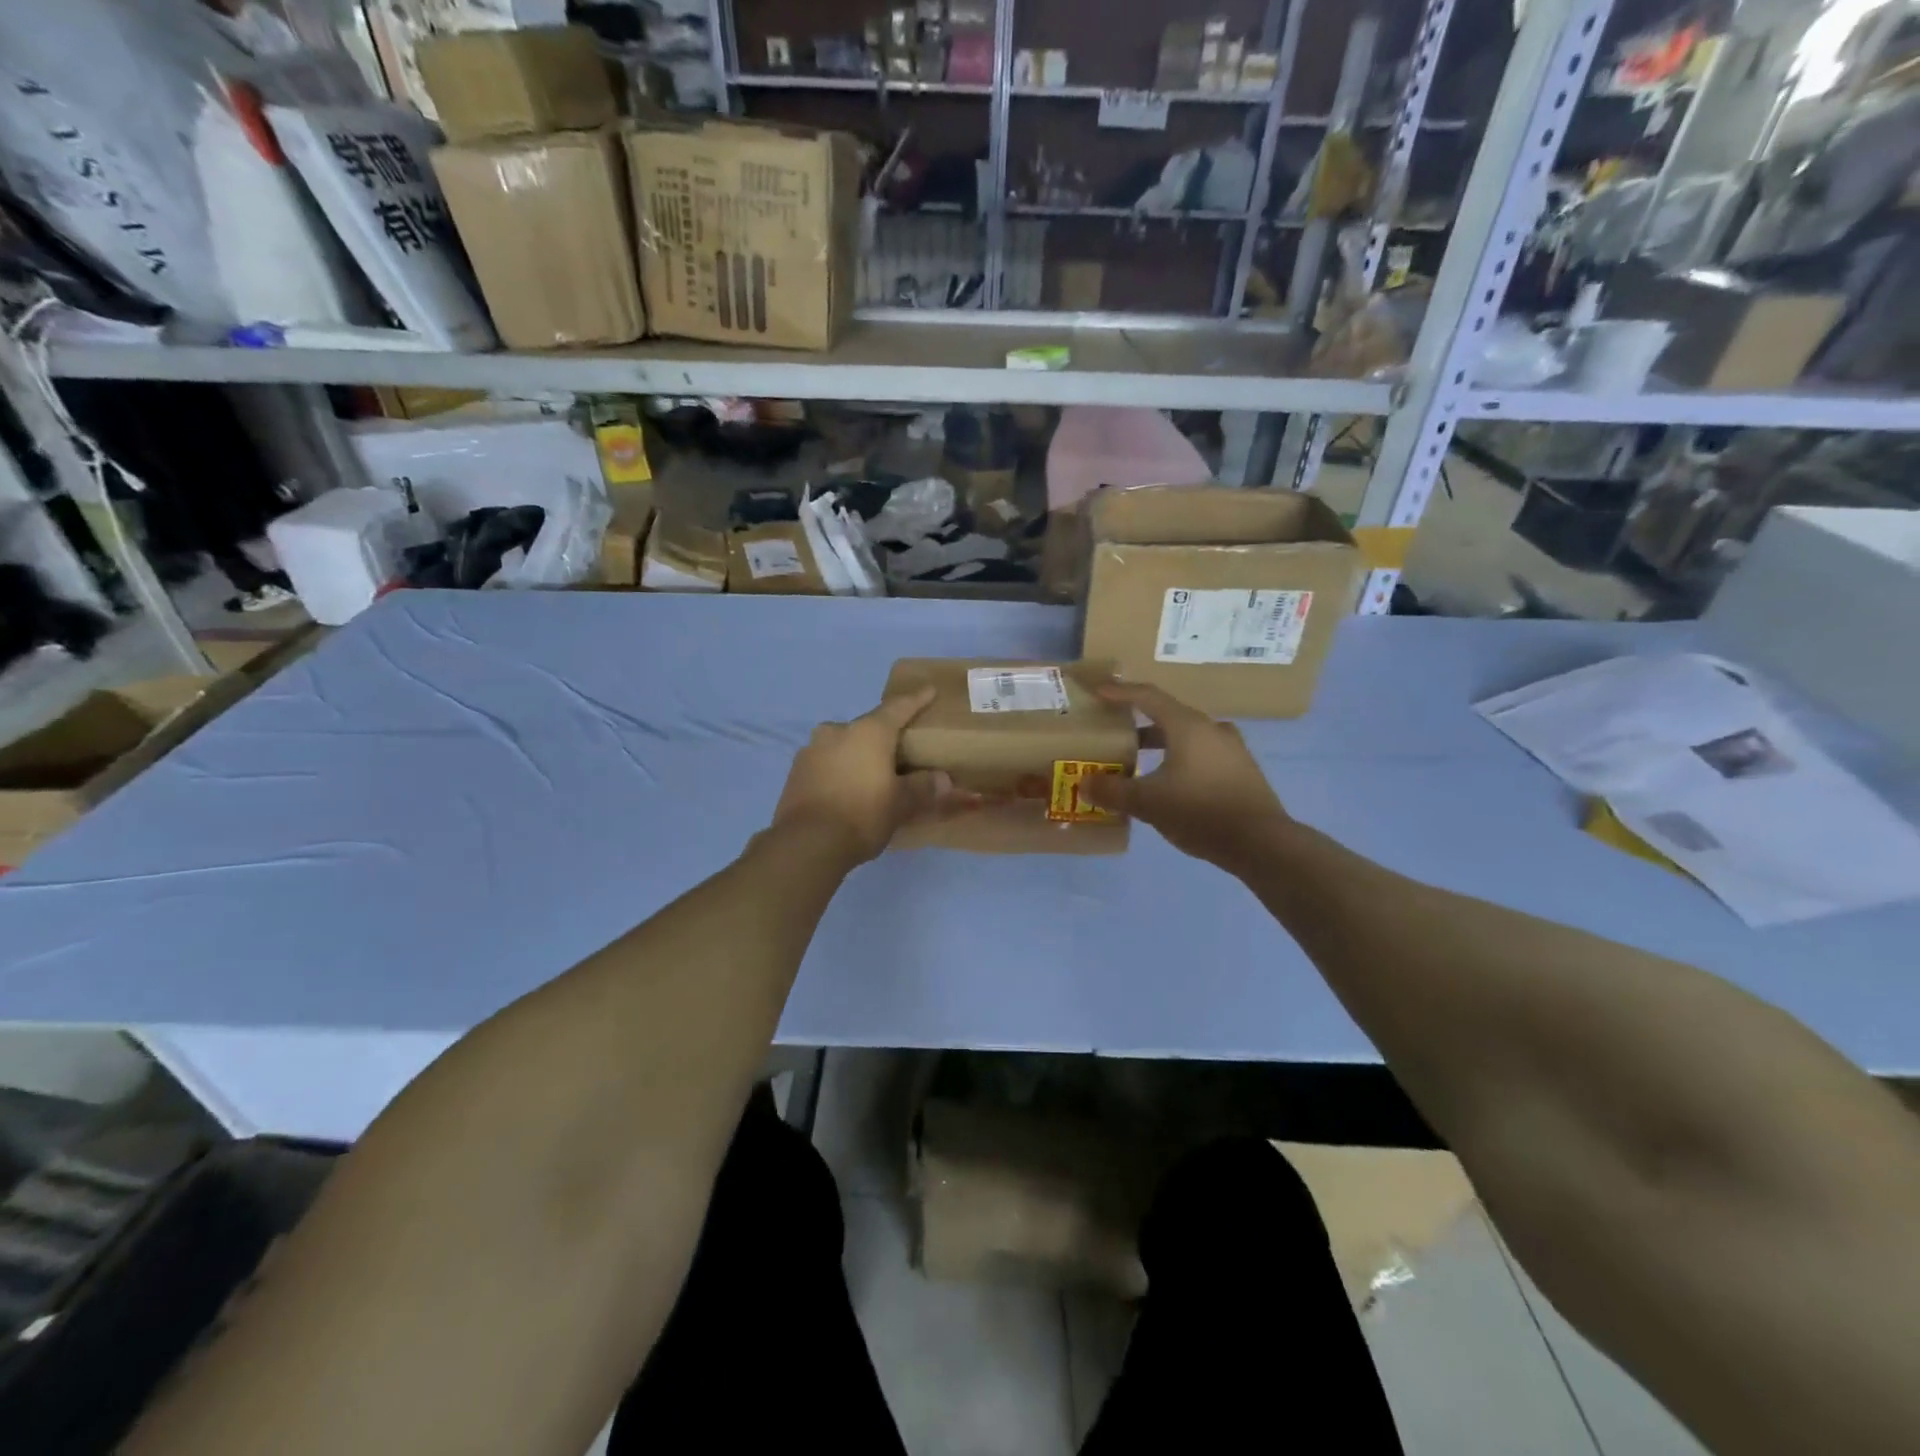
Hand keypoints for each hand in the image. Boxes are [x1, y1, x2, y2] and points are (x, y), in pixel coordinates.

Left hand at [771, 688, 955, 865]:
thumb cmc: (863, 815)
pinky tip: (847, 789)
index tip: (928, 690)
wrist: (807, 844)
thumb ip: (924, 788)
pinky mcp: (796, 772)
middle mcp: (838, 731)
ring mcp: (812, 750)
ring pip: (844, 744)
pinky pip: (827, 763)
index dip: (916, 699)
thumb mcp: (902, 804)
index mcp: (868, 731)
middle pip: (868, 727)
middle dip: (885, 736)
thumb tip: (943, 780)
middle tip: (900, 749)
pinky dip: (840, 770)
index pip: (898, 707)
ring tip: (872, 774)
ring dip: (859, 754)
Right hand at [1081, 682, 1289, 867]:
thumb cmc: (1200, 812)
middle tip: (1115, 733)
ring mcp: (1231, 749)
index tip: (1099, 691)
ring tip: (1138, 761)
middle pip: (1168, 716)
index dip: (1120, 692)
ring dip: (1160, 744)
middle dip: (1138, 723)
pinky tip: (1170, 782)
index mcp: (1187, 726)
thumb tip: (1084, 783)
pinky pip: (1202, 754)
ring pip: (1187, 736)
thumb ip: (1113, 791)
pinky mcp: (1242, 770)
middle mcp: (1211, 729)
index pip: (1148, 697)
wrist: (1262, 843)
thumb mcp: (1148, 803)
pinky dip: (1180, 759)